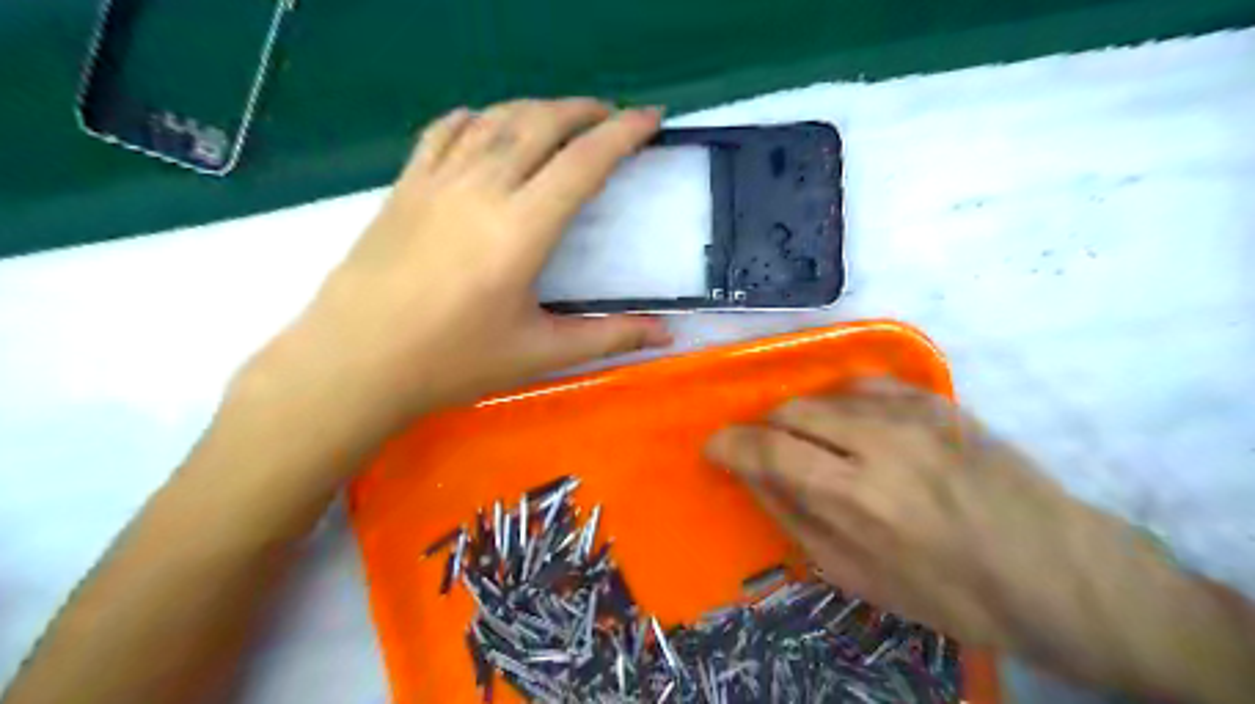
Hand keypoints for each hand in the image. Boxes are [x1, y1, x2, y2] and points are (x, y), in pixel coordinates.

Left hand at [249, 97, 672, 446]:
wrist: (354, 362)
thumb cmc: (452, 363)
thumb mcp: (539, 353)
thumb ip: (608, 338)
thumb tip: (667, 335)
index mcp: (521, 229)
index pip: (584, 163)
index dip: (623, 134)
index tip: (650, 118)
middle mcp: (482, 189)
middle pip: (540, 124)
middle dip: (583, 110)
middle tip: (610, 115)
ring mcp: (437, 182)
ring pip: (494, 119)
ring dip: (536, 107)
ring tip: (561, 116)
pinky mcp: (404, 187)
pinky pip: (444, 132)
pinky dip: (475, 117)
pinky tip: (486, 123)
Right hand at [706, 380, 1204, 692]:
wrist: (1054, 569)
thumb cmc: (950, 592)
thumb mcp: (858, 576)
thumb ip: (796, 519)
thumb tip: (754, 477)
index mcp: (857, 498)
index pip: (770, 450)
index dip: (731, 444)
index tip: (715, 446)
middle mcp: (879, 443)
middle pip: (792, 410)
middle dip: (765, 428)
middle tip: (766, 451)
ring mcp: (913, 416)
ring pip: (826, 393)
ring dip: (802, 415)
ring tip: (811, 441)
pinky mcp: (938, 403)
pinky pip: (867, 383)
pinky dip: (842, 399)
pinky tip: (847, 420)